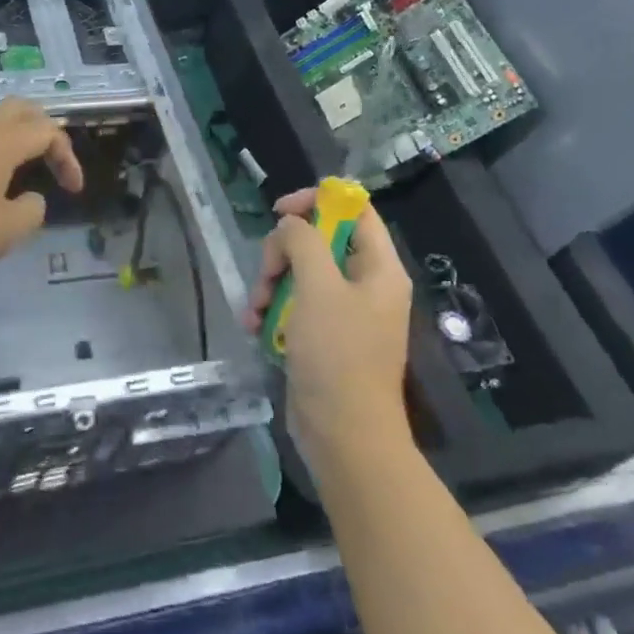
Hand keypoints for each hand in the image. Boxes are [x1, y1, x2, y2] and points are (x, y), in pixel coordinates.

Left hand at [0, 97, 83, 280]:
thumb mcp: (5, 232)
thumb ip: (32, 211)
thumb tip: (30, 198)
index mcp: (2, 140)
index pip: (48, 131)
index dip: (68, 158)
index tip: (72, 192)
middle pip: (20, 109)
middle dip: (43, 131)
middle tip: (51, 162)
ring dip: (11, 135)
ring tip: (16, 168)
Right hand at [243, 187, 412, 461]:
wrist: (343, 433)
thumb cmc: (337, 355)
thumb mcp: (318, 288)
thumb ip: (303, 242)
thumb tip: (290, 226)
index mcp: (379, 268)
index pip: (355, 210)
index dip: (317, 201)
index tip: (279, 212)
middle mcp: (365, 285)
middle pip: (319, 242)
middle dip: (282, 254)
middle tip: (266, 277)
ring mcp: (344, 313)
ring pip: (300, 274)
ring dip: (270, 285)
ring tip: (255, 311)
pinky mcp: (324, 337)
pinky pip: (295, 306)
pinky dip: (272, 311)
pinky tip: (254, 328)